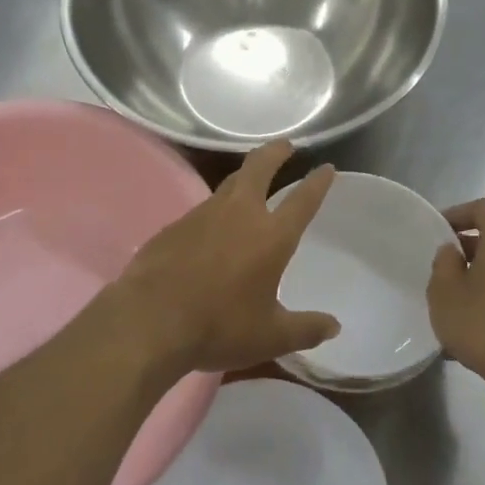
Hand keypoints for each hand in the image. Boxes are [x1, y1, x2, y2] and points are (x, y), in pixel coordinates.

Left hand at [100, 141, 339, 379]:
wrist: (150, 320)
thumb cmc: (219, 327)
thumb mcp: (271, 338)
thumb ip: (306, 330)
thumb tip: (334, 327)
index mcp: (271, 236)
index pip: (302, 200)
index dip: (317, 183)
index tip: (326, 167)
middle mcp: (239, 214)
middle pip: (259, 168)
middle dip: (274, 153)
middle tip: (285, 146)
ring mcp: (202, 215)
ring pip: (228, 185)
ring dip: (243, 177)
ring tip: (250, 180)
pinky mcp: (173, 226)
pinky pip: (201, 210)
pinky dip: (215, 210)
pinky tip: (211, 227)